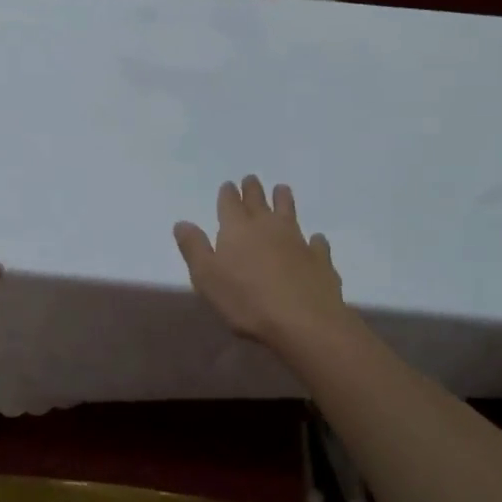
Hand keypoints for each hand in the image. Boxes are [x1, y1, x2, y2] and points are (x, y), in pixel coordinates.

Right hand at [174, 176, 345, 348]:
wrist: (303, 322)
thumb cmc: (246, 301)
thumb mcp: (206, 277)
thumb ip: (194, 248)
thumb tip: (182, 223)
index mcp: (237, 229)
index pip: (229, 203)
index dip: (228, 193)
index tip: (228, 185)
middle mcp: (267, 227)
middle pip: (258, 201)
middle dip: (253, 189)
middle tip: (251, 179)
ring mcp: (297, 241)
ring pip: (289, 212)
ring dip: (284, 200)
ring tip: (282, 189)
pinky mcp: (319, 259)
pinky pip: (317, 243)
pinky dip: (314, 240)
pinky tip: (315, 240)